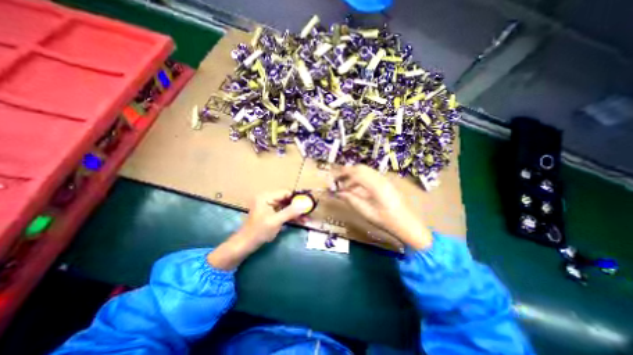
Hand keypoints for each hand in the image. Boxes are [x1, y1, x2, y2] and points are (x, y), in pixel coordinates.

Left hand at [208, 191, 304, 268]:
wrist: (245, 244)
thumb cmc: (259, 231)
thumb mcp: (276, 221)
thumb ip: (290, 212)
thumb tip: (304, 204)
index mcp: (266, 197)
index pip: (285, 193)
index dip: (297, 197)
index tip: (308, 202)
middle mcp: (268, 199)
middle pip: (286, 199)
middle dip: (298, 206)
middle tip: (309, 211)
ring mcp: (269, 207)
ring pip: (286, 207)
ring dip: (296, 212)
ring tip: (307, 217)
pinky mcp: (271, 214)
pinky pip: (283, 212)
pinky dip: (291, 216)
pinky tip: (301, 220)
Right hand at [332, 164, 430, 248]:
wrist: (407, 225)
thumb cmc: (386, 221)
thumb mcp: (366, 212)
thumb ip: (351, 199)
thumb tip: (338, 192)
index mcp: (376, 185)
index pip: (355, 173)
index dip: (342, 177)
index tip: (334, 184)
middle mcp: (380, 178)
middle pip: (360, 168)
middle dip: (346, 172)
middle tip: (337, 181)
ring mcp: (384, 179)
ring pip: (365, 170)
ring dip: (353, 175)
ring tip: (345, 185)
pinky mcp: (386, 182)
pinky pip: (370, 175)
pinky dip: (360, 178)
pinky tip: (356, 188)